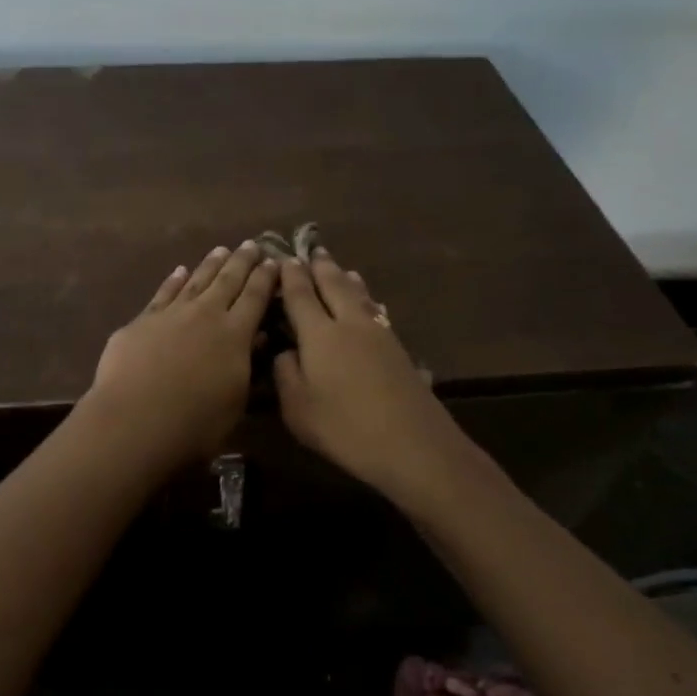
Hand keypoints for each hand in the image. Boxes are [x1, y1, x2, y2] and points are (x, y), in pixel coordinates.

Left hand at [85, 242, 278, 465]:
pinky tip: (179, 271)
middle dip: (242, 262)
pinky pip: (163, 293)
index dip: (266, 278)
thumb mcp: (235, 402)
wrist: (134, 420)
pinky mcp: (142, 321)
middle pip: (228, 281)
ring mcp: (171, 314)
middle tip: (252, 244)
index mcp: (234, 335)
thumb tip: (258, 338)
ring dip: (210, 265)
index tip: (275, 261)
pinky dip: (173, 281)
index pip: (255, 297)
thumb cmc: (194, 424)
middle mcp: (205, 315)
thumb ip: (246, 366)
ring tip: (221, 250)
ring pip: (196, 281)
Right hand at [273, 250, 480, 502]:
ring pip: (360, 296)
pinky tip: (370, 305)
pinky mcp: (399, 350)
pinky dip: (367, 300)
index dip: (290, 276)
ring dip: (347, 279)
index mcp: (319, 334)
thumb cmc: (344, 428)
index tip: (284, 259)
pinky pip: (376, 311)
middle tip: (313, 251)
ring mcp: (379, 334)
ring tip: (342, 269)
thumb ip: (285, 374)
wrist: (413, 445)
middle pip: (334, 285)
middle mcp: (349, 324)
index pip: (301, 295)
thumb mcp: (297, 408)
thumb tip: (286, 351)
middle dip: (321, 267)